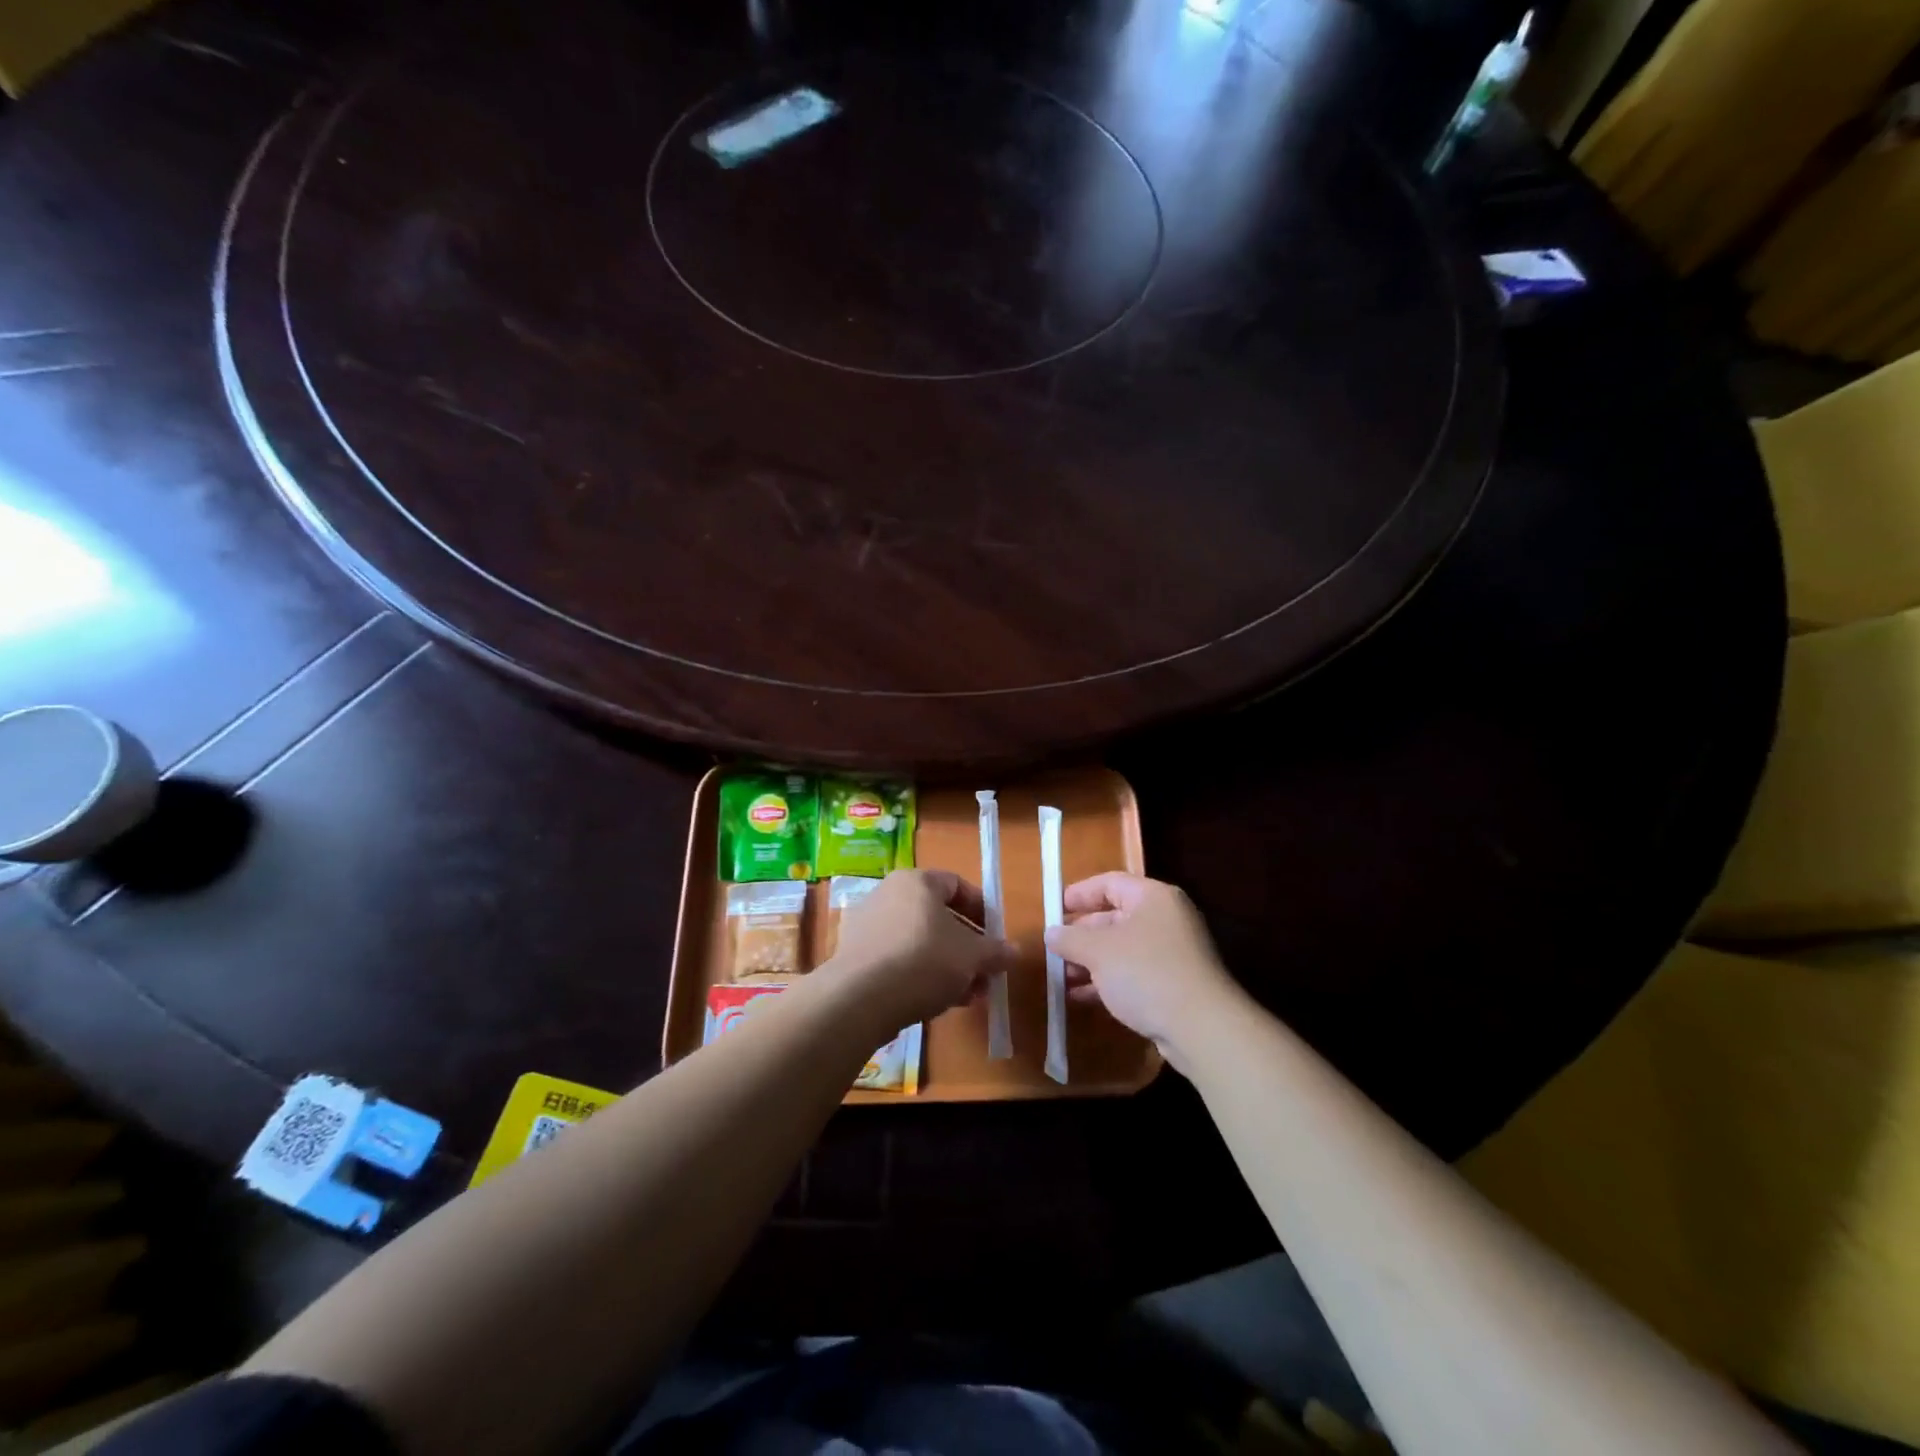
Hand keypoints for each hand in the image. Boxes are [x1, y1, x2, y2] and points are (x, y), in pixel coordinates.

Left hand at [826, 869, 1015, 1029]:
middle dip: (967, 948)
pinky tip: (936, 1002)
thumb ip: (995, 952)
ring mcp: (868, 925)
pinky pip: (898, 959)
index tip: (996, 937)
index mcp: (916, 881)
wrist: (861, 997)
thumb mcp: (971, 957)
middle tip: (985, 973)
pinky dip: (920, 975)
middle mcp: (888, 894)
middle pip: (938, 917)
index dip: (982, 910)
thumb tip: (1014, 951)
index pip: (956, 885)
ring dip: (948, 966)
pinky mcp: (855, 956)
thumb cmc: (924, 960)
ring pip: (920, 941)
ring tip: (967, 995)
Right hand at [1045, 872, 1240, 1072]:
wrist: (1202, 1028)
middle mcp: (1166, 919)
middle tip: (1054, 949)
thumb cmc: (1146, 973)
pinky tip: (1081, 997)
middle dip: (1081, 934)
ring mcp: (1173, 953)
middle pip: (1115, 916)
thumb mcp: (1099, 952)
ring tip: (1061, 977)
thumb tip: (1051, 933)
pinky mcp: (1174, 985)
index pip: (1110, 883)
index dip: (1080, 893)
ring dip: (1090, 961)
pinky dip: (1107, 981)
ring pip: (1122, 949)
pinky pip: (1133, 974)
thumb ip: (1071, 939)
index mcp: (1153, 898)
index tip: (1054, 909)